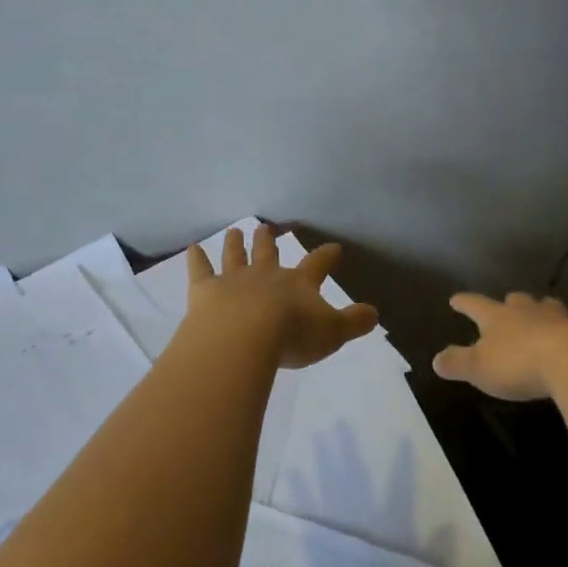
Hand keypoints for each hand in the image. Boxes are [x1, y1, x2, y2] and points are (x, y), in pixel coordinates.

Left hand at [185, 225, 380, 369]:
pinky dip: (196, 259)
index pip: (317, 264)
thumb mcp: (332, 333)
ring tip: (235, 231)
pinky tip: (192, 248)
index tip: (333, 248)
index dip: (326, 256)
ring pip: (235, 256)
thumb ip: (354, 323)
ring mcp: (234, 280)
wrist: (244, 338)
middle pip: (268, 252)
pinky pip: (200, 270)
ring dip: (236, 244)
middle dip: (269, 241)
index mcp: (298, 283)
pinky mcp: (205, 291)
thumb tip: (374, 314)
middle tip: (266, 228)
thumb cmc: (292, 336)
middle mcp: (266, 275)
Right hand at [432, 292, 567, 401]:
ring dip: (542, 311)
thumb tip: (436, 360)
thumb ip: (457, 363)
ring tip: (543, 316)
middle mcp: (527, 311)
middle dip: (510, 303)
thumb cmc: (519, 363)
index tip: (456, 299)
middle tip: (508, 304)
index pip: (475, 305)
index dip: (464, 303)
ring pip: (547, 308)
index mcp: (498, 317)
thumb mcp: (479, 368)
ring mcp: (559, 319)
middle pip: (516, 301)